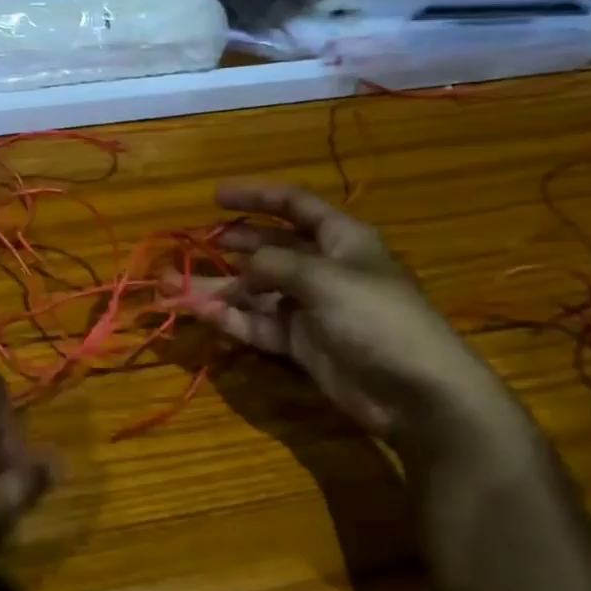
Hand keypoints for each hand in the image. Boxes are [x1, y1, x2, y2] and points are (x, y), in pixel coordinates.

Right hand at [171, 183, 519, 447]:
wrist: (416, 393)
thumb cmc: (377, 319)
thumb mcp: (325, 280)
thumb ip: (276, 263)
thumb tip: (241, 258)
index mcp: (340, 240)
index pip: (294, 205)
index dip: (257, 196)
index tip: (216, 197)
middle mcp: (323, 268)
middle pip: (270, 247)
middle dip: (232, 244)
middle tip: (194, 243)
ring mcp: (310, 307)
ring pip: (256, 290)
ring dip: (219, 287)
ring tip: (174, 284)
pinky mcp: (301, 343)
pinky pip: (259, 324)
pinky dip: (232, 319)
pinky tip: (201, 313)